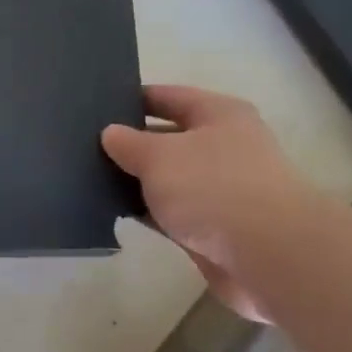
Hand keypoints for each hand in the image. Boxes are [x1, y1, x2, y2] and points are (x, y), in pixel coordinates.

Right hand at [102, 86, 327, 319]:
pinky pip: (170, 212)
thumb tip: (110, 133)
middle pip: (167, 138)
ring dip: (135, 180)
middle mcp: (223, 147)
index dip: (134, 98)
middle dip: (130, 143)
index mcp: (218, 115)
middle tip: (84, 144)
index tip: (96, 104)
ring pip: (167, 179)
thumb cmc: (213, 188)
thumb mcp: (159, 156)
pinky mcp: (212, 228)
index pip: (169, 97)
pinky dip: (146, 211)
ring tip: (88, 177)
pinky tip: (112, 211)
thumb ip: (129, 143)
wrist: (267, 255)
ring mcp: (219, 190)